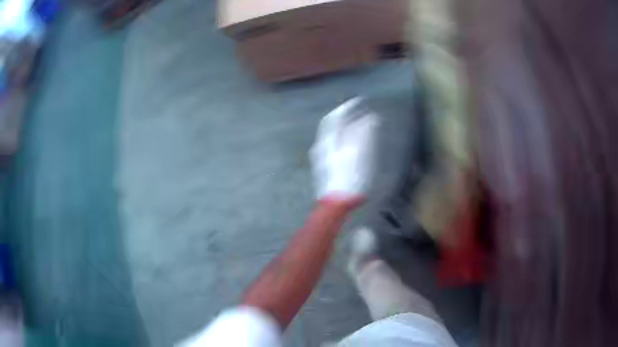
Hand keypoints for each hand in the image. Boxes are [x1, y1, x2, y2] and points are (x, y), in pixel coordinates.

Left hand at [310, 98, 377, 204]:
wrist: (337, 202)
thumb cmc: (350, 178)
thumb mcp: (361, 154)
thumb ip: (364, 134)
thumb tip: (370, 117)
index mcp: (329, 140)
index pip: (335, 117)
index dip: (347, 107)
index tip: (359, 101)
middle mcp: (322, 145)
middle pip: (332, 125)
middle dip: (345, 115)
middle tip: (357, 110)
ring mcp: (322, 156)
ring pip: (332, 135)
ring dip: (345, 126)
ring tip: (357, 123)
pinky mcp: (326, 165)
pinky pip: (334, 144)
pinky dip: (344, 137)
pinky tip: (351, 142)